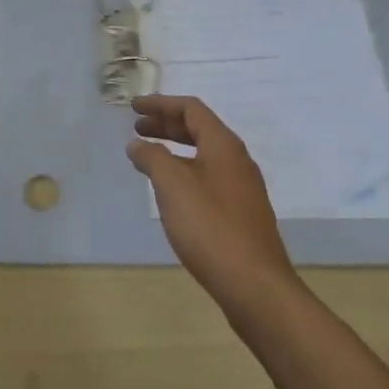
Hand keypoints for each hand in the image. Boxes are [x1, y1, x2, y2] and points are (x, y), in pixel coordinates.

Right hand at [126, 95, 299, 306]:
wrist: (254, 284)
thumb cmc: (210, 227)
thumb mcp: (173, 186)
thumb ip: (152, 158)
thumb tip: (137, 143)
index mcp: (223, 145)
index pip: (191, 109)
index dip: (160, 104)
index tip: (133, 108)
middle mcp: (237, 160)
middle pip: (199, 129)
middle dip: (166, 125)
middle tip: (137, 129)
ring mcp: (242, 187)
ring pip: (204, 155)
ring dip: (175, 150)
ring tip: (148, 158)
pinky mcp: (241, 212)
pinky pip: (209, 177)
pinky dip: (185, 172)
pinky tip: (172, 192)